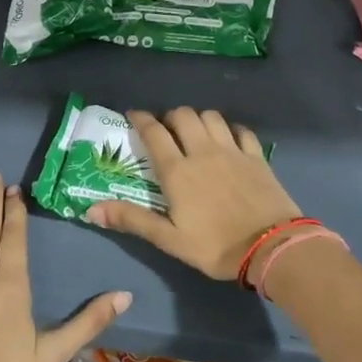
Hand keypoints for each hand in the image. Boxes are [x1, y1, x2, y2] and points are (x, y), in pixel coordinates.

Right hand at [87, 108, 301, 281]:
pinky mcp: (257, 156)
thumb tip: (91, 210)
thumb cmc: (215, 246)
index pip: (154, 132)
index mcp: (178, 170)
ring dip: (199, 119)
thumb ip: (132, 220)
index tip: (134, 115)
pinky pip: (241, 130)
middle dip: (170, 116)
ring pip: (212, 117)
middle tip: (165, 129)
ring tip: (195, 132)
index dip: (141, 119)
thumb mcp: (169, 239)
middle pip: (183, 115)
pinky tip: (229, 139)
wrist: (271, 247)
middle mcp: (203, 151)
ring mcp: (233, 151)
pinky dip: (231, 129)